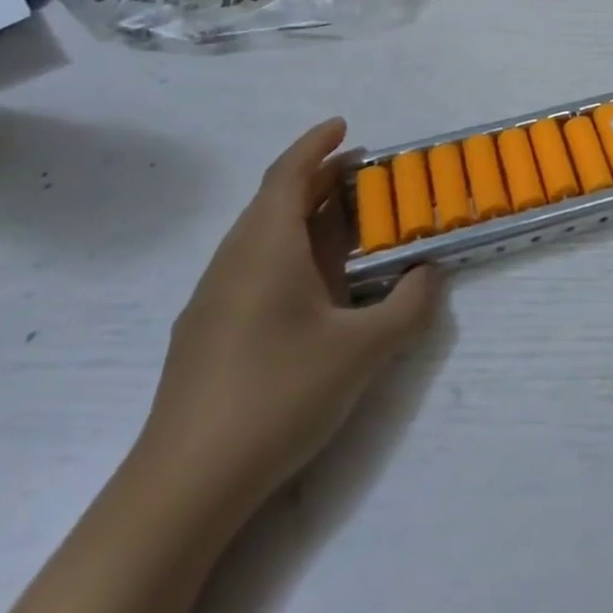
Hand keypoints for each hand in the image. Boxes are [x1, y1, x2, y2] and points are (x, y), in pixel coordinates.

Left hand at [136, 119, 439, 514]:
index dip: (315, 145)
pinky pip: (252, 268)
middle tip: (362, 173)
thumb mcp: (364, 350)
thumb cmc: (277, 396)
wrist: (182, 488)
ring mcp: (213, 301)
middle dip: (317, 179)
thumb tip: (429, 274)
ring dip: (301, 216)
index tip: (344, 125)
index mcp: (265, 249)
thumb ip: (408, 305)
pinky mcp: (206, 335)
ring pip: (259, 237)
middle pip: (273, 202)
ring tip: (345, 222)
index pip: (287, 176)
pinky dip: (287, 252)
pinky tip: (312, 285)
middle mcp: (233, 263)